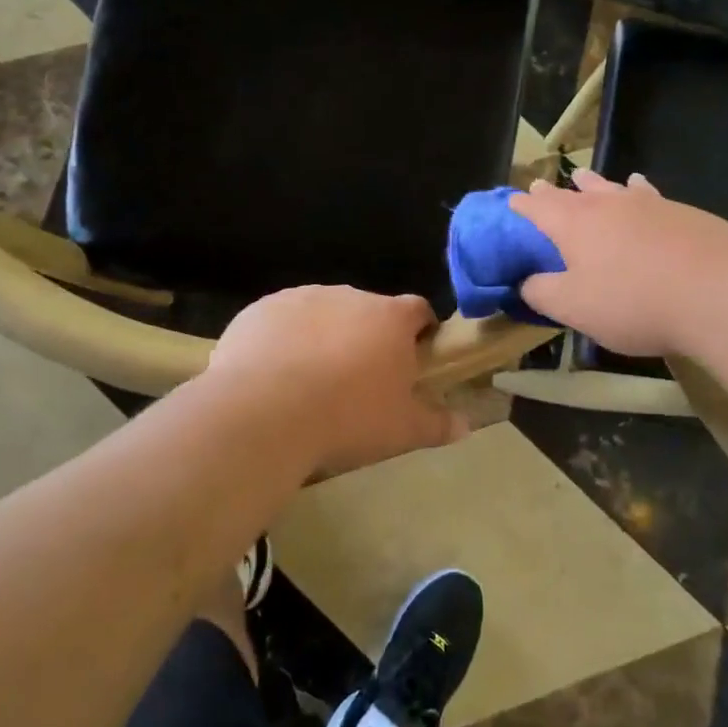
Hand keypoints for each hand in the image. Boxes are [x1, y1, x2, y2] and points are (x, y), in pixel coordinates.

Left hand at [206, 286, 467, 474]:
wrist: (263, 411)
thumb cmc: (347, 417)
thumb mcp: (402, 430)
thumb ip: (437, 424)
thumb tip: (465, 425)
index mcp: (390, 318)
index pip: (418, 310)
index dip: (420, 332)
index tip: (413, 358)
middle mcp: (349, 296)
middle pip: (368, 311)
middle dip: (367, 338)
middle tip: (359, 382)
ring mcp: (302, 298)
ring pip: (323, 314)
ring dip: (324, 337)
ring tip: (311, 383)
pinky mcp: (261, 309)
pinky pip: (281, 321)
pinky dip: (283, 341)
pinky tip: (272, 378)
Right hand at [508, 170, 727, 355]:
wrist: (719, 291)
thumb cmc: (634, 302)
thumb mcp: (574, 308)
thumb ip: (541, 293)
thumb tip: (523, 282)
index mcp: (574, 225)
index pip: (538, 209)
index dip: (522, 206)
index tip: (511, 201)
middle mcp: (607, 205)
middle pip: (572, 193)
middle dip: (553, 192)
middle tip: (540, 185)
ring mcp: (647, 204)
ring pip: (610, 188)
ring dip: (592, 183)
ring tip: (582, 176)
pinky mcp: (681, 212)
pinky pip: (646, 194)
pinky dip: (635, 189)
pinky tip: (639, 186)